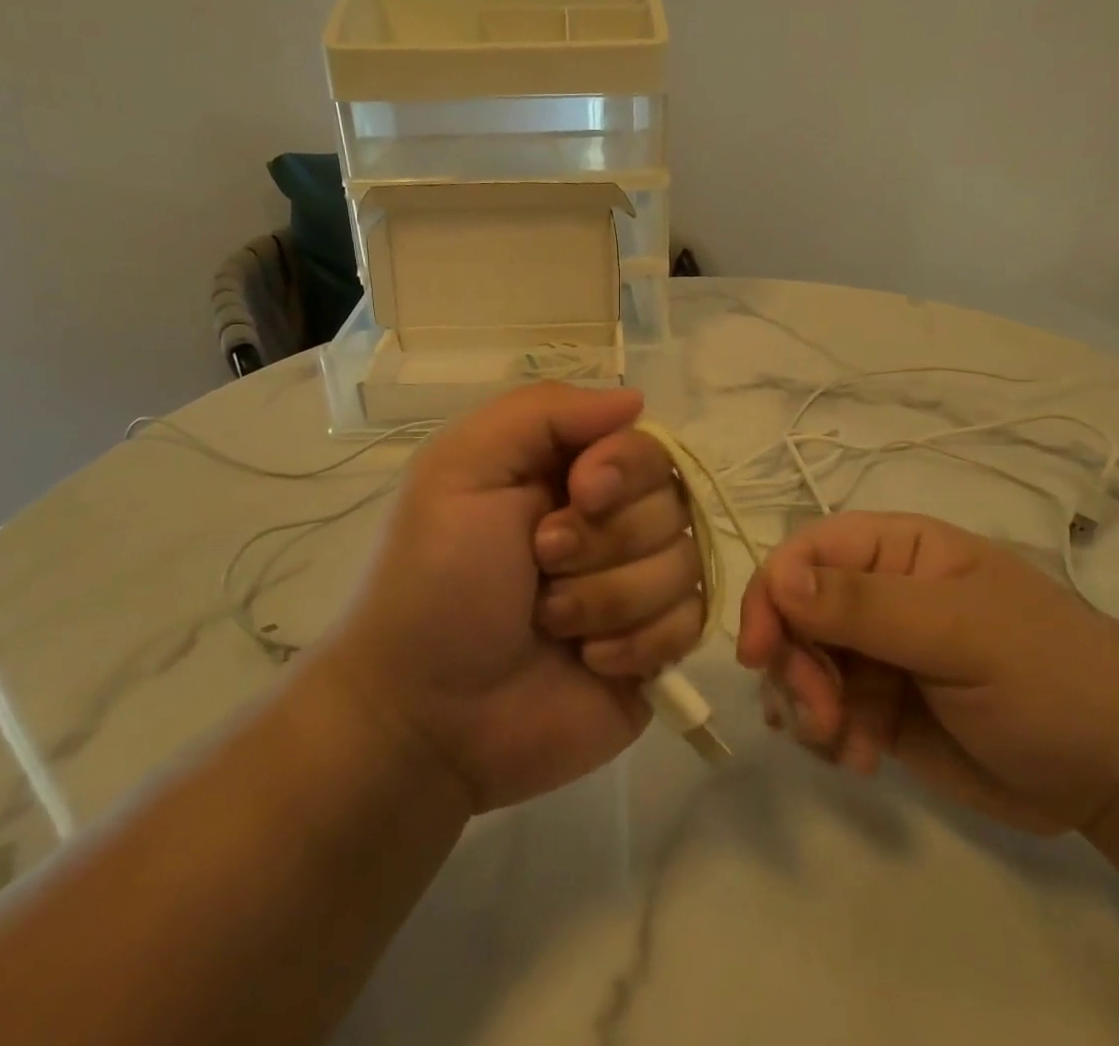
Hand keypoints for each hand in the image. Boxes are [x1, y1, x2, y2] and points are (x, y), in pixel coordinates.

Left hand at [319, 384, 703, 812]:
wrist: (427, 719)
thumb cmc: (435, 582)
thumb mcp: (461, 469)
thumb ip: (541, 412)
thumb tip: (635, 400)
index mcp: (568, 472)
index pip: (643, 442)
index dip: (624, 467)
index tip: (580, 494)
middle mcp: (611, 520)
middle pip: (671, 501)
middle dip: (603, 541)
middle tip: (540, 566)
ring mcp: (638, 584)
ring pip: (683, 563)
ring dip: (609, 598)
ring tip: (550, 623)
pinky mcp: (655, 647)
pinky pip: (692, 622)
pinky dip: (637, 643)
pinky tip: (589, 662)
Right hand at [737, 512, 1118, 833]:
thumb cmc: (1049, 676)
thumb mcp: (960, 633)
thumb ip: (866, 605)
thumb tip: (778, 577)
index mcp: (895, 551)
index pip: (806, 553)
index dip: (771, 593)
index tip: (759, 653)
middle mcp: (875, 594)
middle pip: (793, 613)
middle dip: (793, 664)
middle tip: (821, 717)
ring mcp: (876, 653)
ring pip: (800, 665)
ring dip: (806, 705)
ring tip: (846, 745)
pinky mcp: (880, 708)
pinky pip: (823, 713)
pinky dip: (826, 737)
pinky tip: (862, 760)